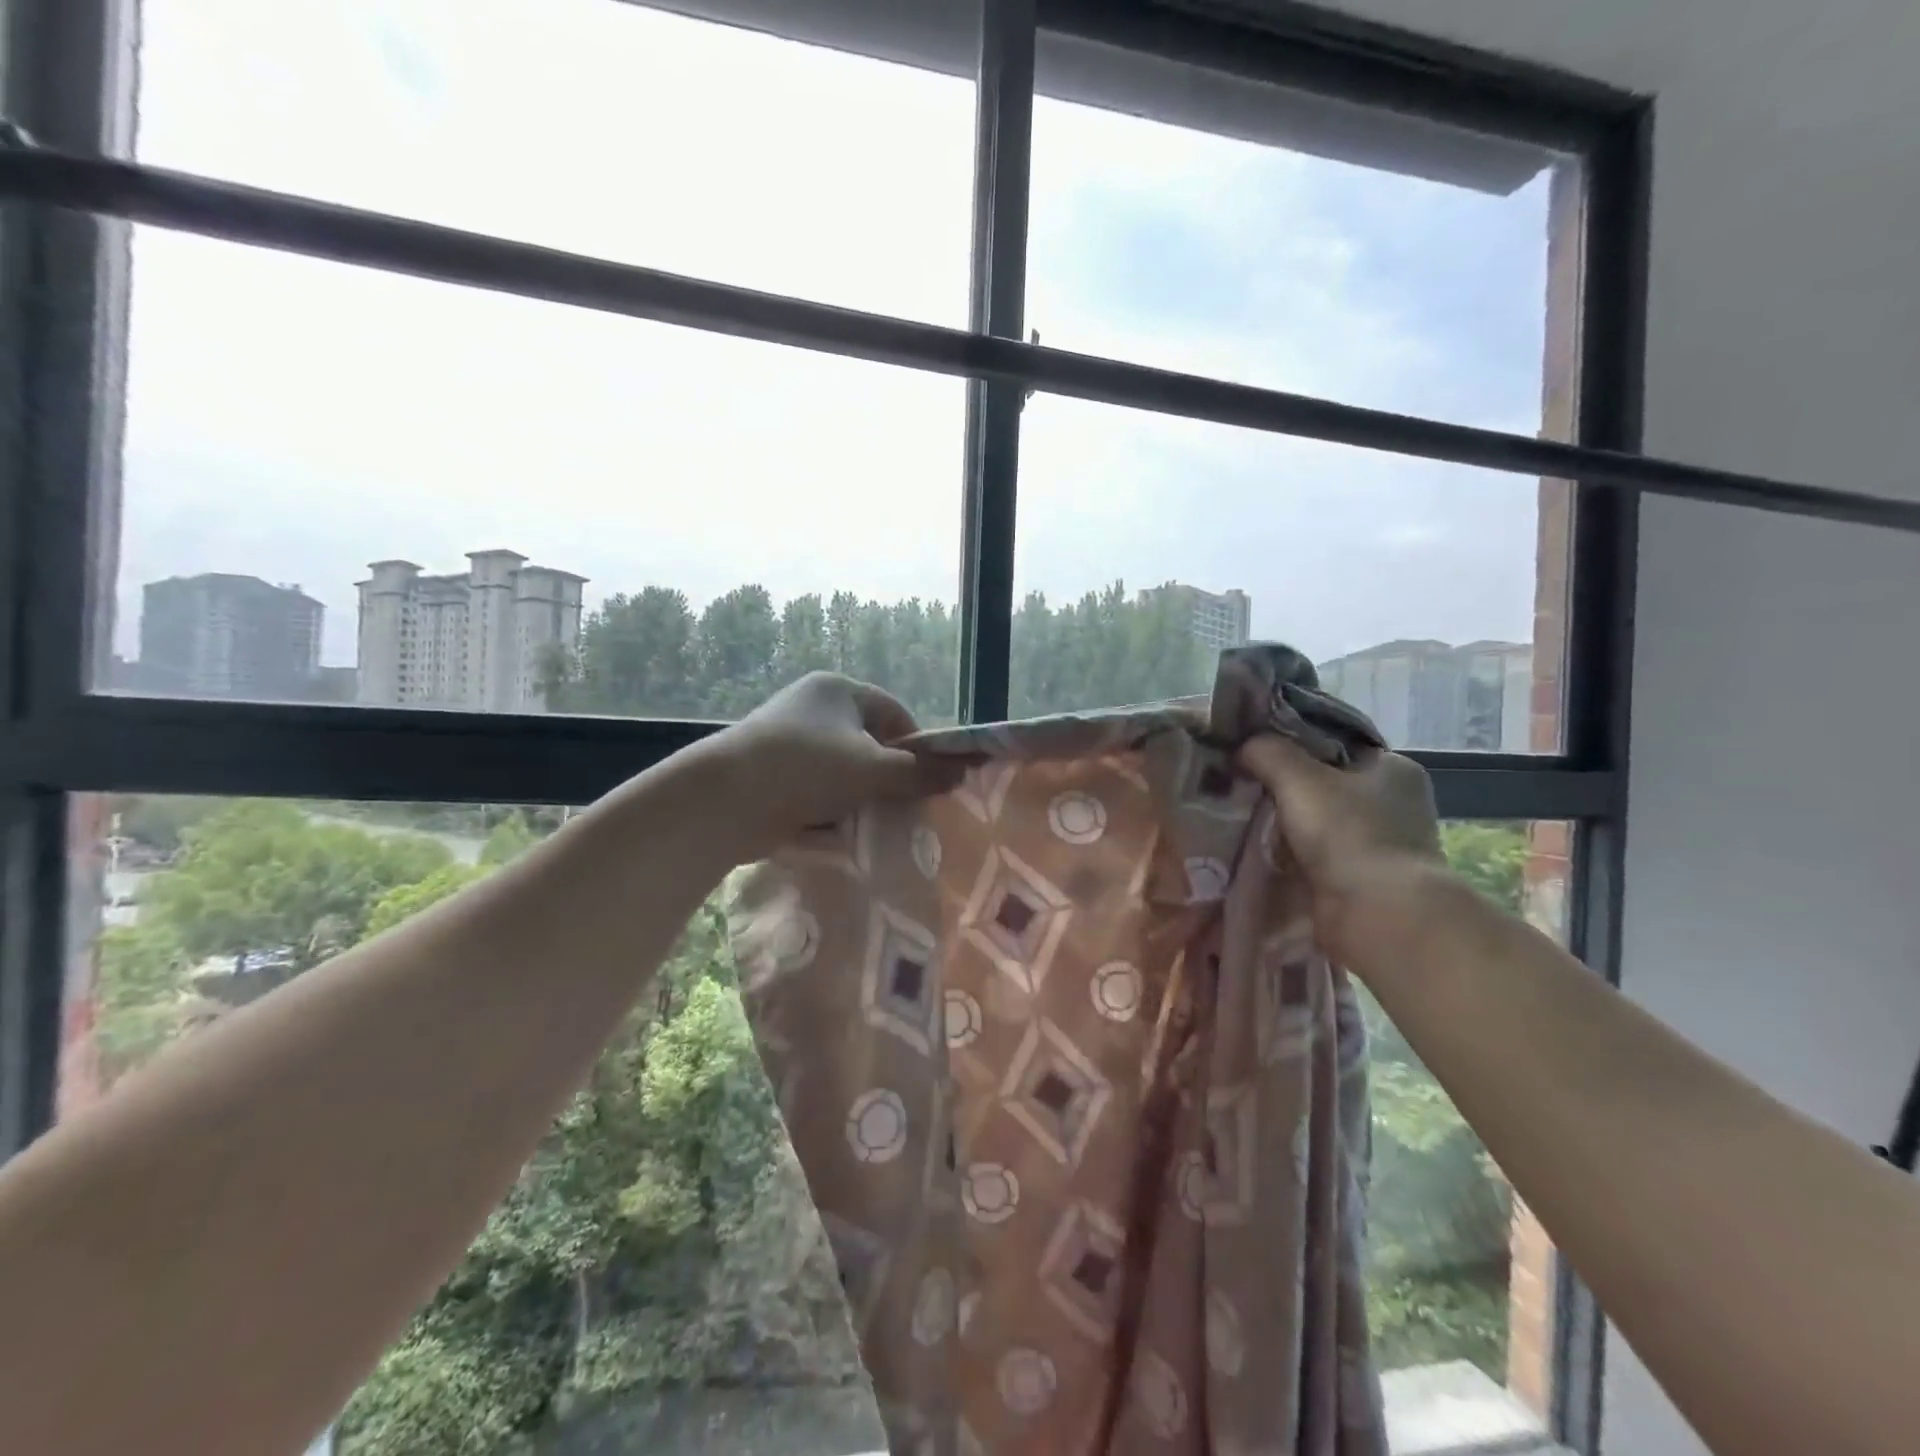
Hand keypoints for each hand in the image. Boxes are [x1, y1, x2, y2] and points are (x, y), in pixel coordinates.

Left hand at [697, 673, 965, 859]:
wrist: (724, 800)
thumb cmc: (807, 769)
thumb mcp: (872, 770)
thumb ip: (919, 773)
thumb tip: (961, 772)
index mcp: (838, 689)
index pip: (894, 712)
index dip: (917, 745)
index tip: (927, 781)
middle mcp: (812, 707)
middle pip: (869, 742)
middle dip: (887, 775)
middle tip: (903, 805)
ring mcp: (788, 739)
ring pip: (843, 769)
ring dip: (859, 795)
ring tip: (872, 822)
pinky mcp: (772, 772)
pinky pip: (816, 787)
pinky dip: (831, 806)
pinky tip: (838, 829)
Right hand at [1237, 734, 1444, 954]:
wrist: (1379, 916)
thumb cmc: (1348, 834)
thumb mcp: (1299, 777)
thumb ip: (1267, 752)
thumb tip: (1243, 746)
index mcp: (1392, 768)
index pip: (1334, 744)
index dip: (1292, 743)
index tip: (1253, 748)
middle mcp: (1392, 803)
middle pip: (1322, 783)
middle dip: (1282, 785)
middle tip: (1237, 781)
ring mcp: (1378, 844)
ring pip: (1315, 821)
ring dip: (1282, 823)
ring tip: (1236, 814)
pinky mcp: (1360, 879)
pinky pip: (1313, 855)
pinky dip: (1288, 854)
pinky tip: (1254, 848)